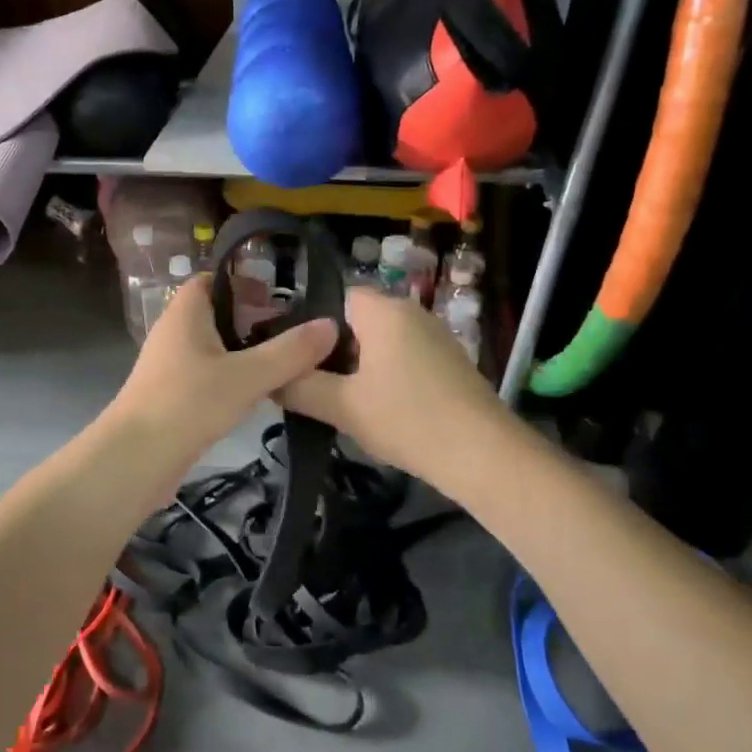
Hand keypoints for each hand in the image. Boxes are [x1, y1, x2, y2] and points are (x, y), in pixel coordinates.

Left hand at [106, 273, 337, 473]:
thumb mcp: (247, 376)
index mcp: (185, 313)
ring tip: (286, 361)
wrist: (136, 459)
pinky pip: (209, 375)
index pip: (212, 279)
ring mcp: (171, 366)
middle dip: (253, 319)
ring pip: (215, 348)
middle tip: (293, 331)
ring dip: (246, 352)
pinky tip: (259, 393)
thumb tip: (331, 325)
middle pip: (217, 314)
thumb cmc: (188, 403)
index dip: (244, 282)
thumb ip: (290, 352)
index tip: (279, 297)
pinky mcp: (174, 396)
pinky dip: (233, 378)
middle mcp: (175, 333)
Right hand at [278, 287, 513, 492]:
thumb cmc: (408, 420)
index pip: (335, 297)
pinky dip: (384, 375)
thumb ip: (299, 387)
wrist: (483, 455)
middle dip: (332, 350)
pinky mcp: (448, 361)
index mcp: (383, 311)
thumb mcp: (342, 407)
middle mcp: (411, 312)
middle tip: (311, 385)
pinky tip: (377, 408)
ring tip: (339, 400)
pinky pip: (402, 356)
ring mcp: (434, 335)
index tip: (294, 360)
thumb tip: (268, 379)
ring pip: (380, 341)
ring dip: (358, 367)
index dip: (310, 326)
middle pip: (356, 320)